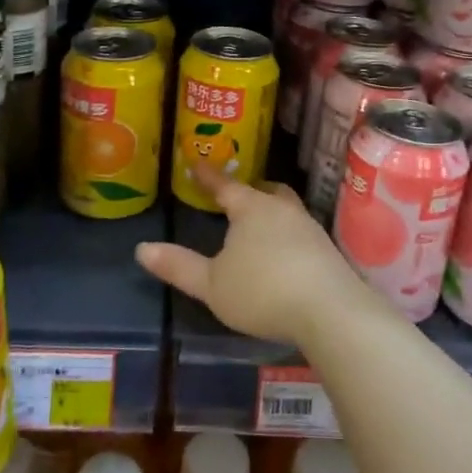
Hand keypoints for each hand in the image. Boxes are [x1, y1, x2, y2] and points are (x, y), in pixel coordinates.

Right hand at [136, 162, 362, 347]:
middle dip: (250, 191)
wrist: (329, 309)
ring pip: (286, 208)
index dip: (208, 176)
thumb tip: (142, 249)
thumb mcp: (211, 284)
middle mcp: (282, 209)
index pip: (226, 186)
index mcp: (252, 209)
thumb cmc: (262, 291)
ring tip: (261, 224)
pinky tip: (285, 252)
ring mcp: (308, 227)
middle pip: (265, 191)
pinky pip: (301, 230)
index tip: (196, 163)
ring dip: (272, 211)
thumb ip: (179, 266)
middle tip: (237, 195)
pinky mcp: (326, 249)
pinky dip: (288, 233)